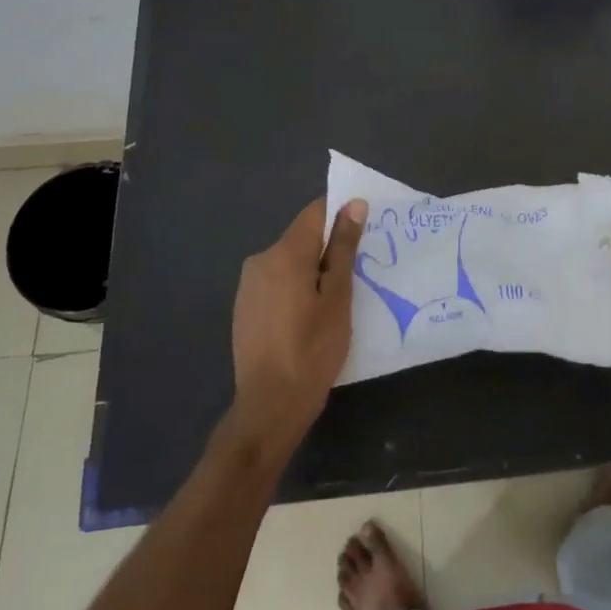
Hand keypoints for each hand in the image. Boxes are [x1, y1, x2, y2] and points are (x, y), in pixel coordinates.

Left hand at [228, 197, 366, 457]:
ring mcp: (249, 284)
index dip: (342, 216)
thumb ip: (344, 248)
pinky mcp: (245, 306)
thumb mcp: (338, 298)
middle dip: (330, 249)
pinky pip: (278, 282)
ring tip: (337, 300)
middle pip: (303, 237)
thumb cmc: (312, 350)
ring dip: (314, 270)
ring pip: (291, 261)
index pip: (316, 212)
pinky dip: (297, 288)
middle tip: (359, 274)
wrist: (269, 406)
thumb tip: (353, 204)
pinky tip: (310, 317)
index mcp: (285, 253)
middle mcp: (261, 259)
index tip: (365, 234)